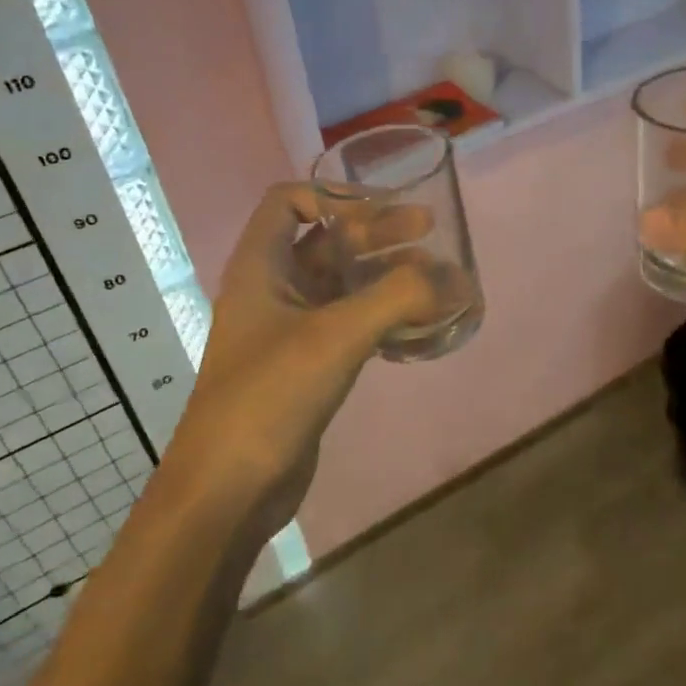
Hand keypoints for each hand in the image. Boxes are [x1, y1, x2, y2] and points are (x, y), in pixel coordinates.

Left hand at [163, 184, 437, 538]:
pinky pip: (351, 323)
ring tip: (437, 277)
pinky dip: (384, 315)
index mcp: (259, 268)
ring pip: (343, 284)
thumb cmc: (269, 396)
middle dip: (377, 232)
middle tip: (429, 231)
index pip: (288, 201)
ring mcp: (289, 330)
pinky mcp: (307, 366)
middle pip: (326, 241)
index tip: (383, 205)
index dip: (333, 194)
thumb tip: (458, 280)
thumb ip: (398, 299)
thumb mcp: (335, 336)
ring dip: (386, 275)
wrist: (227, 491)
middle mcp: (272, 290)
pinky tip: (421, 324)